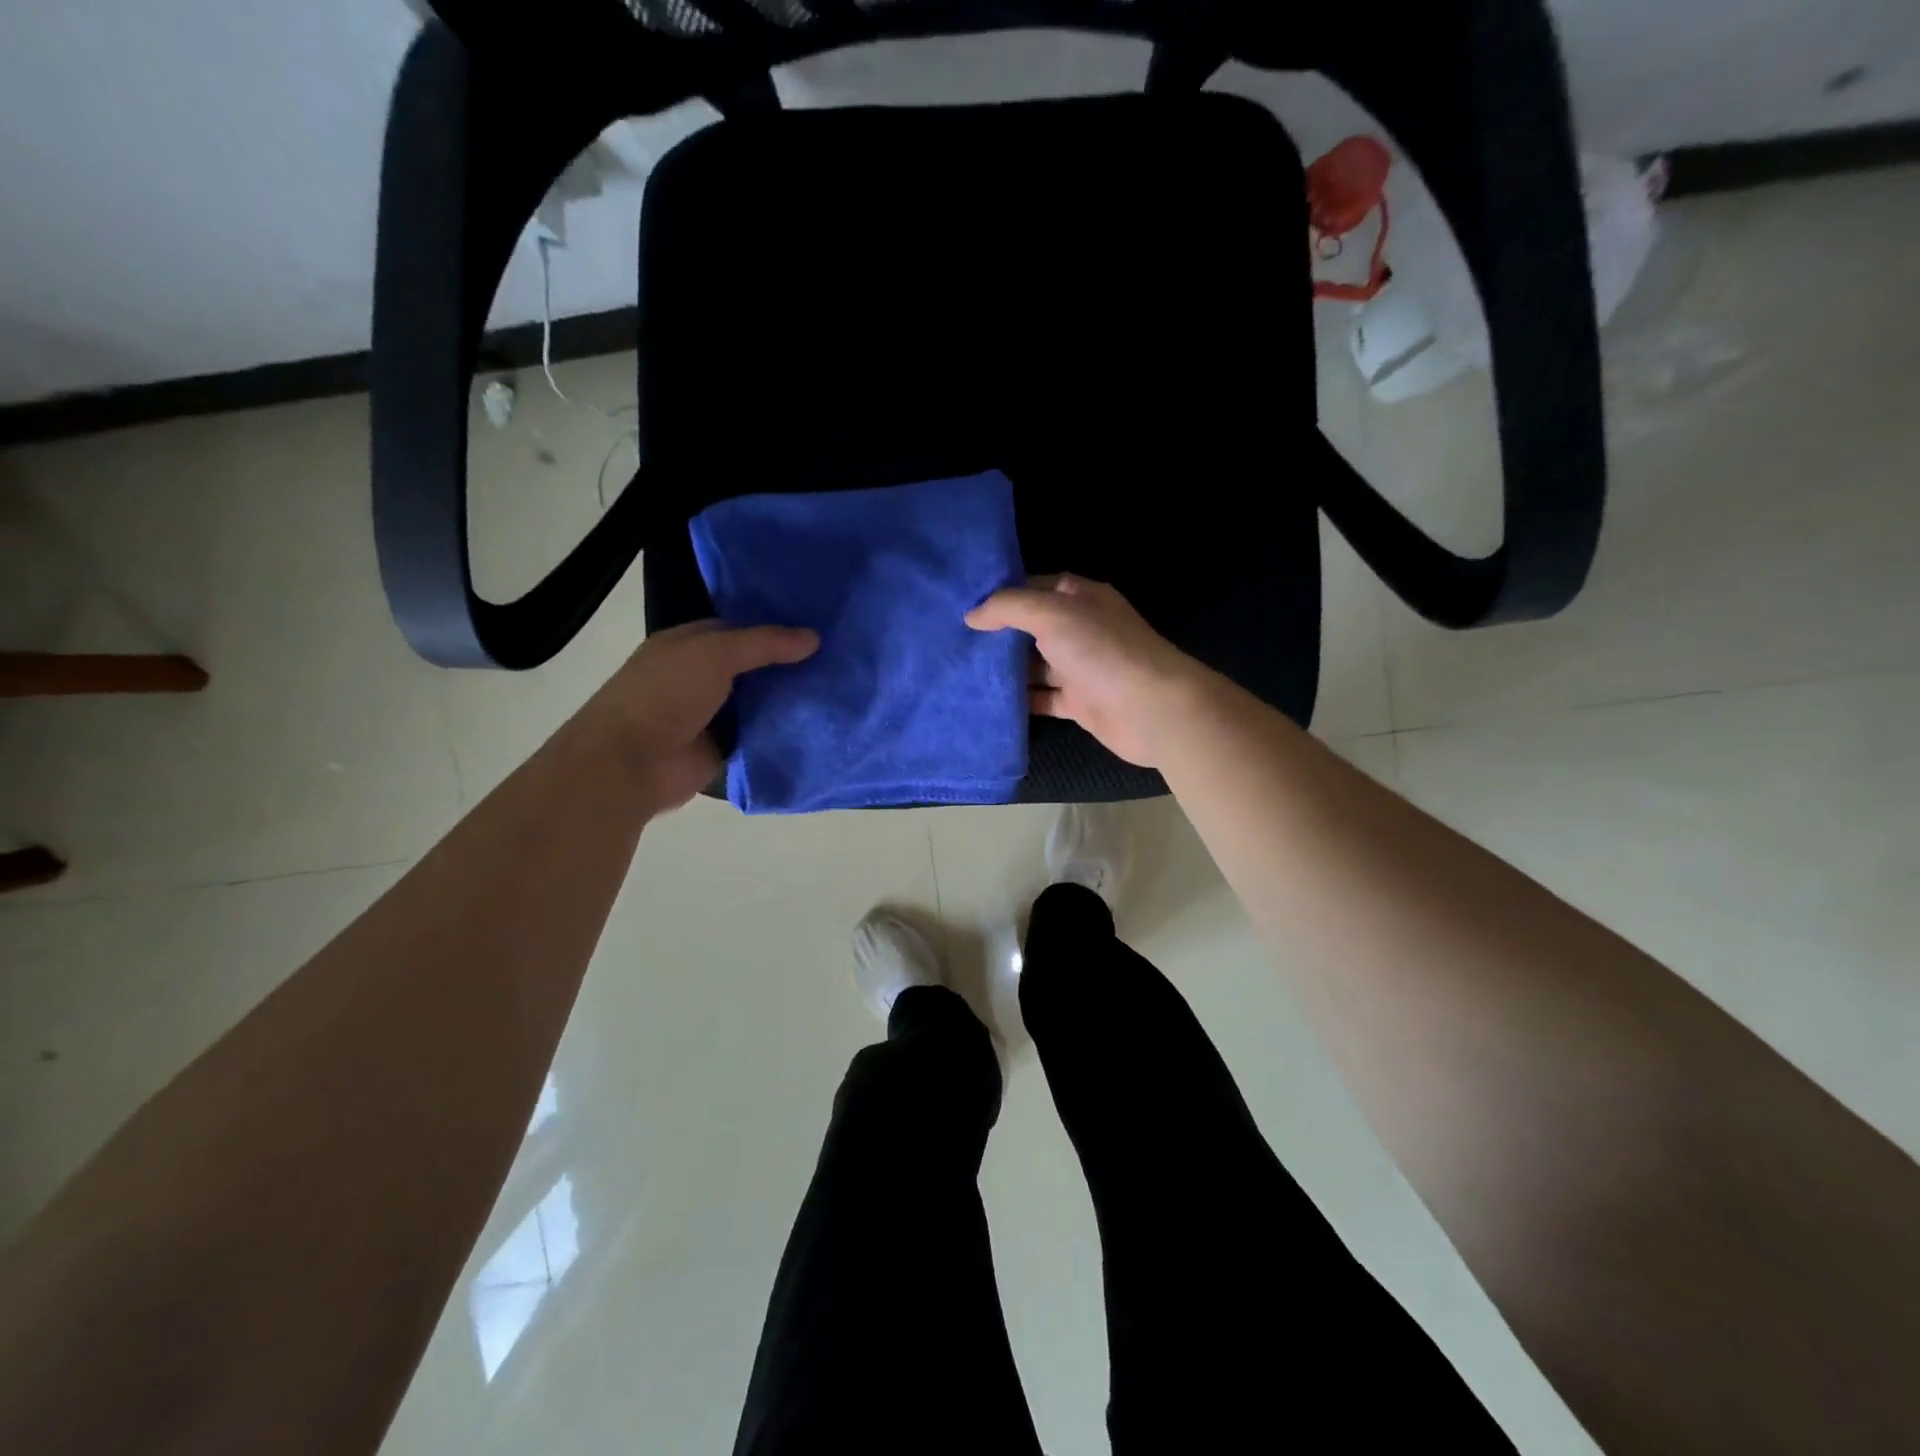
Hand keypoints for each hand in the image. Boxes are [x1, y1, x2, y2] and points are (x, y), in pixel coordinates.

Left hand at [586, 619, 817, 811]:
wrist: (634, 762)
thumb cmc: (666, 694)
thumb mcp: (715, 654)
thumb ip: (764, 643)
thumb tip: (814, 637)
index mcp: (688, 645)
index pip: (738, 629)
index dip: (774, 628)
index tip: (816, 629)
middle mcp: (700, 676)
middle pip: (753, 666)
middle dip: (788, 664)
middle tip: (837, 659)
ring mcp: (712, 715)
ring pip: (760, 701)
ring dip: (789, 699)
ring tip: (838, 689)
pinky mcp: (724, 747)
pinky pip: (761, 734)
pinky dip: (783, 731)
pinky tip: (819, 723)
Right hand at [966, 574, 1209, 768]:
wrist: (1151, 709)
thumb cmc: (1102, 650)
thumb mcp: (1052, 614)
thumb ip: (1009, 607)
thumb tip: (972, 615)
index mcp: (1081, 598)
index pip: (1035, 587)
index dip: (1002, 594)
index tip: (963, 605)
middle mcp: (1081, 629)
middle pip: (1031, 628)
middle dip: (997, 634)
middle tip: (953, 640)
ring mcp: (1081, 667)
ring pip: (1034, 665)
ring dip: (1005, 670)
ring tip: (960, 671)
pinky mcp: (1079, 703)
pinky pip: (1042, 698)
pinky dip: (1020, 701)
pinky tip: (987, 702)